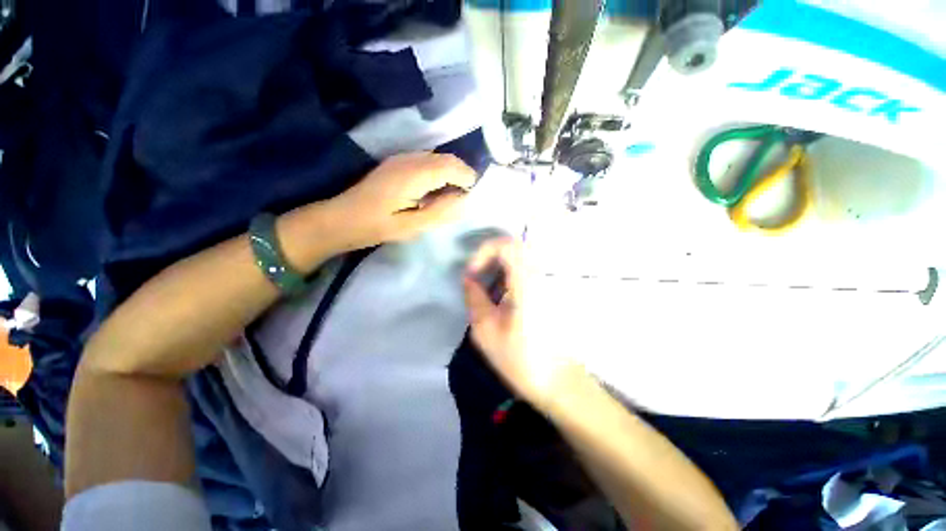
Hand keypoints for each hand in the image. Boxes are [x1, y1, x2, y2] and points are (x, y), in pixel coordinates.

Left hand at [332, 152, 476, 248]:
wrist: (342, 218)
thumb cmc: (377, 226)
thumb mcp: (412, 226)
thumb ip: (441, 211)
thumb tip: (464, 199)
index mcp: (414, 174)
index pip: (452, 167)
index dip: (468, 179)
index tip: (473, 197)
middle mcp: (410, 159)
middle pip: (447, 159)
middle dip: (462, 175)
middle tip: (465, 198)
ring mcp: (402, 158)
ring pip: (438, 158)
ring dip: (451, 173)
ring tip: (452, 196)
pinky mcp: (398, 163)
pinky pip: (427, 161)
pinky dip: (439, 173)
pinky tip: (435, 191)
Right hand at [463, 238, 580, 408]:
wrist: (557, 381)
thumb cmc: (520, 359)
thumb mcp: (486, 330)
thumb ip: (474, 297)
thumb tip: (468, 278)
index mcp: (527, 285)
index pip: (508, 246)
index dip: (485, 251)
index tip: (472, 272)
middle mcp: (540, 277)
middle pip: (515, 248)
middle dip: (490, 256)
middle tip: (476, 276)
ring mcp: (546, 283)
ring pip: (520, 258)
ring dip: (498, 265)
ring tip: (485, 287)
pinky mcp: (547, 291)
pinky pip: (526, 270)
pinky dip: (508, 274)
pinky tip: (500, 295)